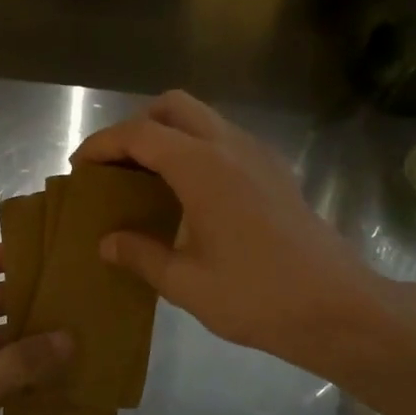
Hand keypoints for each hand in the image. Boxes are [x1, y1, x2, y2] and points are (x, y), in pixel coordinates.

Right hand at [73, 92, 415, 380]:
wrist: (336, 307)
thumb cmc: (256, 296)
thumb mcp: (186, 283)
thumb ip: (141, 255)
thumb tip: (107, 242)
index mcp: (203, 167)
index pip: (140, 135)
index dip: (103, 145)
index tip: (79, 167)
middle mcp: (231, 147)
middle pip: (173, 107)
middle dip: (137, 126)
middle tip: (116, 167)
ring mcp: (259, 156)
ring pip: (204, 119)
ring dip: (169, 135)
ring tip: (147, 180)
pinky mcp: (277, 173)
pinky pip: (226, 141)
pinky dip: (197, 150)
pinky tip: (190, 196)